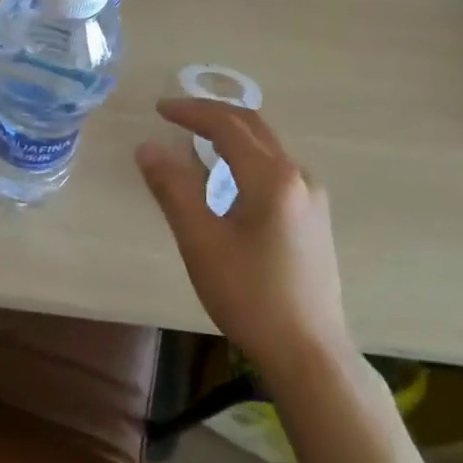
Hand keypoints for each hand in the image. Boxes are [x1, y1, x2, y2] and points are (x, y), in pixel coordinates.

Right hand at [135, 98, 348, 362]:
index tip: (159, 109)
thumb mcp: (201, 242)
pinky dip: (245, 157)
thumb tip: (148, 148)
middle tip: (175, 115)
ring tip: (194, 141)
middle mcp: (299, 177)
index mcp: (273, 178)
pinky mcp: (314, 218)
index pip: (227, 126)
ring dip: (230, 135)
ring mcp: (312, 197)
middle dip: (212, 115)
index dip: (191, 111)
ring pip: (267, 147)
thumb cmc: (250, 296)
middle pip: (253, 128)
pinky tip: (227, 178)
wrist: (309, 353)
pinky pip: (275, 168)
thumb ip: (173, 189)